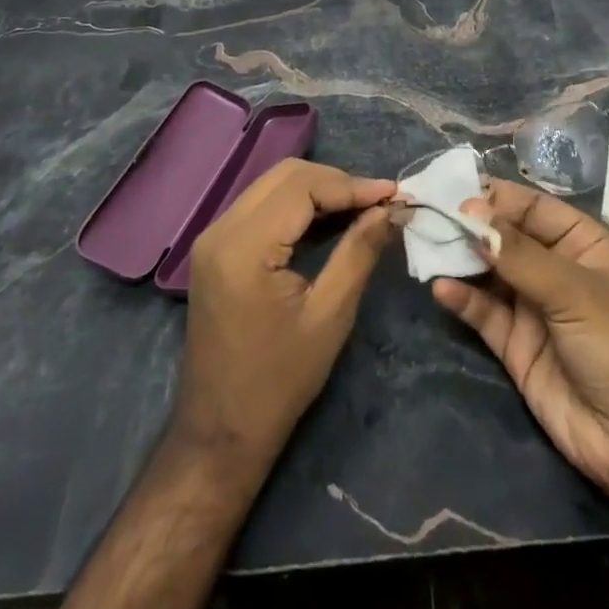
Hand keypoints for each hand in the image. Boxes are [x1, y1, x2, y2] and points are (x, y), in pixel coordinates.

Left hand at [173, 159, 396, 469]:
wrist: (220, 433)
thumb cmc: (279, 381)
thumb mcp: (330, 316)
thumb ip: (359, 252)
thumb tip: (391, 210)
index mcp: (244, 247)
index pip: (302, 186)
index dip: (351, 185)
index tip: (393, 194)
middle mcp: (221, 230)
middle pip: (286, 176)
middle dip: (337, 182)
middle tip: (379, 202)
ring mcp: (214, 237)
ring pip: (273, 185)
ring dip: (319, 189)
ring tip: (362, 208)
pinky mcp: (217, 248)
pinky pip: (262, 206)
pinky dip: (298, 205)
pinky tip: (330, 219)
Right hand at [433, 178, 608, 493]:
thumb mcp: (575, 292)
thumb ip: (521, 256)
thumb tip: (472, 218)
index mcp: (581, 242)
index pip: (532, 207)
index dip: (496, 199)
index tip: (456, 194)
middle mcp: (554, 267)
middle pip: (505, 236)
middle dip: (471, 226)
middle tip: (430, 215)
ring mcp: (533, 305)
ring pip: (489, 271)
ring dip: (460, 259)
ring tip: (426, 246)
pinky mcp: (515, 344)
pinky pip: (484, 312)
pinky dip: (462, 299)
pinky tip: (441, 289)